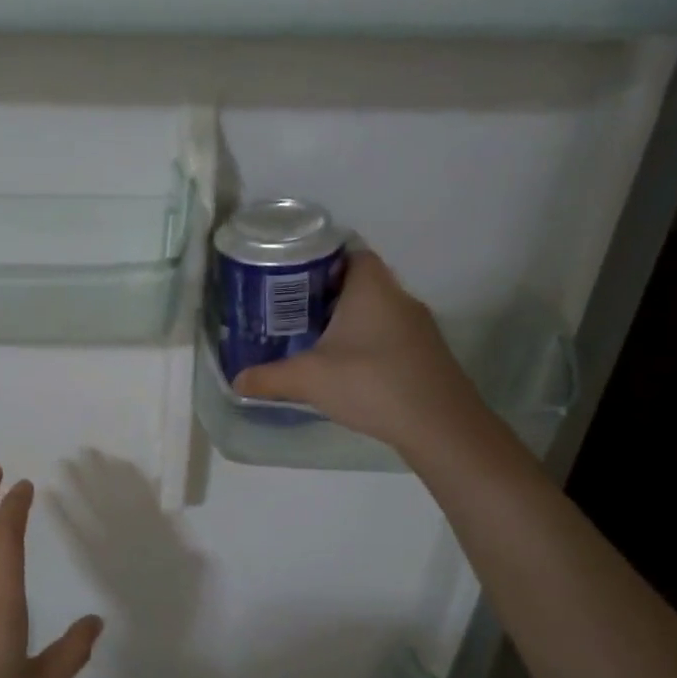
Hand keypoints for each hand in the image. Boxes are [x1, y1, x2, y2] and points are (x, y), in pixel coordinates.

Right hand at [232, 251, 486, 453]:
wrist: (439, 425)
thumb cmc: (370, 383)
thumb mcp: (309, 379)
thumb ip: (269, 378)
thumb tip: (236, 381)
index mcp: (372, 288)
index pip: (350, 252)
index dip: (321, 260)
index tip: (292, 278)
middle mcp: (399, 297)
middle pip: (361, 282)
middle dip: (327, 294)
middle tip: (292, 311)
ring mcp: (418, 327)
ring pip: (376, 310)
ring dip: (348, 321)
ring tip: (314, 339)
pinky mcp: (426, 354)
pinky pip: (389, 335)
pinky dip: (367, 342)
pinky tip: (346, 367)